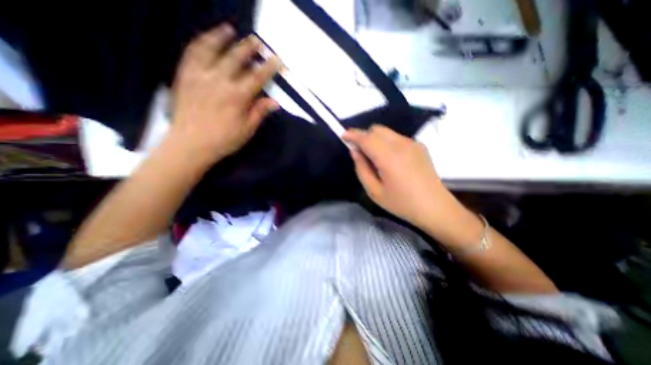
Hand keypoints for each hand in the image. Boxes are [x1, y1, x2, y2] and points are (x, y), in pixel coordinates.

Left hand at [169, 22, 280, 161]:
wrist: (190, 143)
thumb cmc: (223, 139)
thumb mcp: (247, 129)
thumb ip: (259, 112)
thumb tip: (275, 102)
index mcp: (237, 96)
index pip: (257, 77)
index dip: (268, 67)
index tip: (276, 59)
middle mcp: (219, 81)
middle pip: (236, 58)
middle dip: (248, 48)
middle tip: (256, 41)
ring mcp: (199, 75)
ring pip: (211, 49)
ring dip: (222, 37)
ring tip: (229, 30)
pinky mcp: (184, 75)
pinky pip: (191, 53)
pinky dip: (199, 43)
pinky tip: (205, 39)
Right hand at [342, 126, 450, 227]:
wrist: (435, 207)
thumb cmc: (401, 203)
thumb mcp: (374, 192)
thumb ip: (361, 169)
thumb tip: (355, 151)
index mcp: (388, 157)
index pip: (366, 138)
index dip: (353, 135)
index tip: (343, 135)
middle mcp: (401, 144)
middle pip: (376, 129)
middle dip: (364, 136)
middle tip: (360, 152)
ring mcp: (412, 143)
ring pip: (387, 132)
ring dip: (375, 139)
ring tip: (375, 157)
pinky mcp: (419, 146)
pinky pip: (397, 137)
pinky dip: (387, 142)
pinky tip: (390, 159)